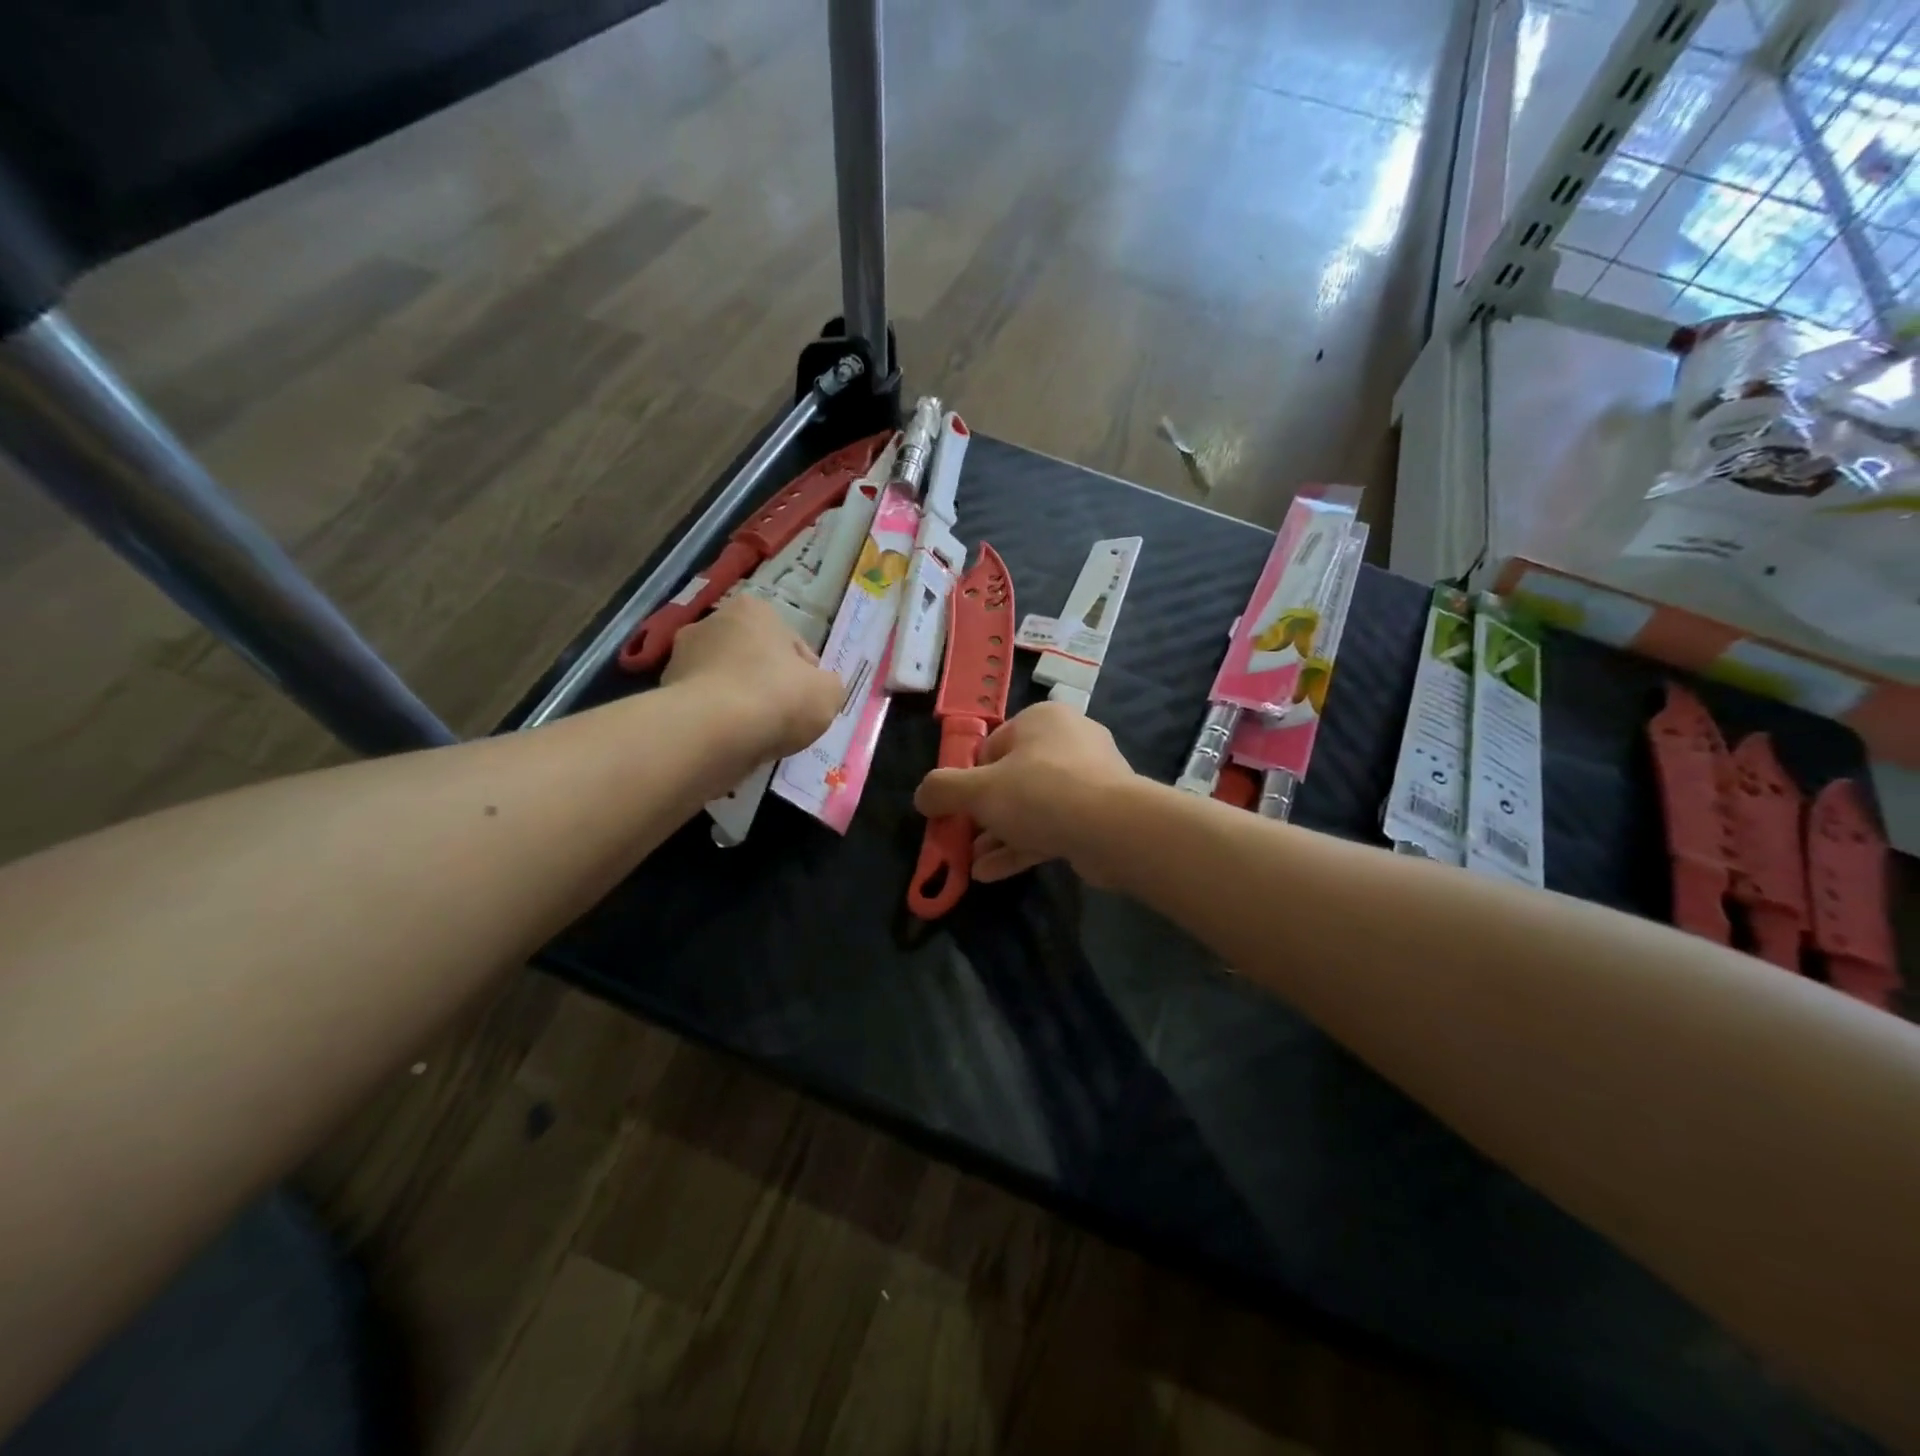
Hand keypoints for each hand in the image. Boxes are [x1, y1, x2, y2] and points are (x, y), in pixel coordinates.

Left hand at [662, 596, 842, 761]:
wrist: (713, 733)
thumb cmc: (778, 698)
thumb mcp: (828, 692)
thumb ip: (828, 686)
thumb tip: (817, 690)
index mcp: (754, 610)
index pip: (792, 644)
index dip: (806, 676)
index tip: (809, 702)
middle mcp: (711, 623)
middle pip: (754, 659)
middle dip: (768, 684)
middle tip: (784, 718)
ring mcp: (682, 658)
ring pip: (727, 683)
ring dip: (741, 703)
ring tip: (758, 735)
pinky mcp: (665, 693)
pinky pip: (705, 708)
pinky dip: (718, 722)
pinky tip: (733, 742)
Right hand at [913, 702, 1136, 884]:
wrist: (1113, 829)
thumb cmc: (1040, 793)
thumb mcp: (978, 790)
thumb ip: (942, 790)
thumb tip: (922, 796)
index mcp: (1041, 720)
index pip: (992, 745)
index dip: (969, 778)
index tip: (955, 807)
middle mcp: (1067, 742)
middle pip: (1011, 778)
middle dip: (982, 813)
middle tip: (960, 838)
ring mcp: (1088, 780)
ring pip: (1031, 807)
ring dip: (998, 835)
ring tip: (970, 862)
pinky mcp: (1098, 815)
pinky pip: (1051, 827)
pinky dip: (1021, 847)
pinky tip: (991, 873)